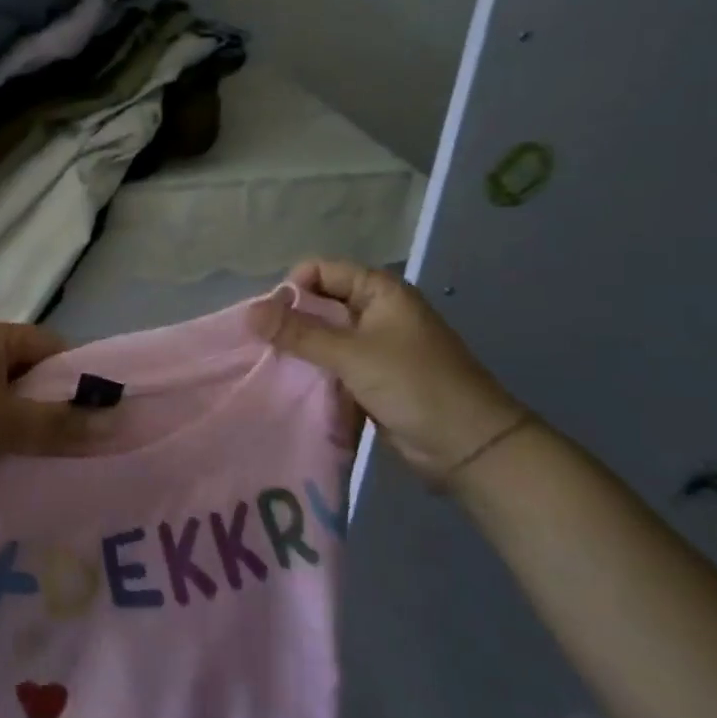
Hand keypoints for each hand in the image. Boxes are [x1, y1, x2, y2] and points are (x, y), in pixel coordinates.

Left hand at [0, 320, 113, 485]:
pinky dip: (4, 427)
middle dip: (53, 401)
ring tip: (50, 448)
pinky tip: (16, 452)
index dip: (77, 376)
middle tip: (76, 434)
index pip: (51, 346)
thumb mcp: (9, 423)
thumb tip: (116, 424)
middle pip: (31, 370)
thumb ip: (62, 424)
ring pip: (10, 393)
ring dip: (29, 418)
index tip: (96, 411)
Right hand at [250, 259, 525, 481]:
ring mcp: (373, 346)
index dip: (292, 288)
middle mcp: (375, 311)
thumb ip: (299, 333)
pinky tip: (288, 382)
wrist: (467, 446)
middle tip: (260, 344)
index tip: (268, 319)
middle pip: (319, 303)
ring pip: (322, 336)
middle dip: (290, 319)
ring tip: (267, 364)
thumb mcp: (352, 355)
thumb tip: (248, 312)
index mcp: (379, 291)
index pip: (321, 271)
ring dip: (298, 347)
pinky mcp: (369, 376)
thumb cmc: (414, 385)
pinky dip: (311, 370)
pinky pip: (331, 363)